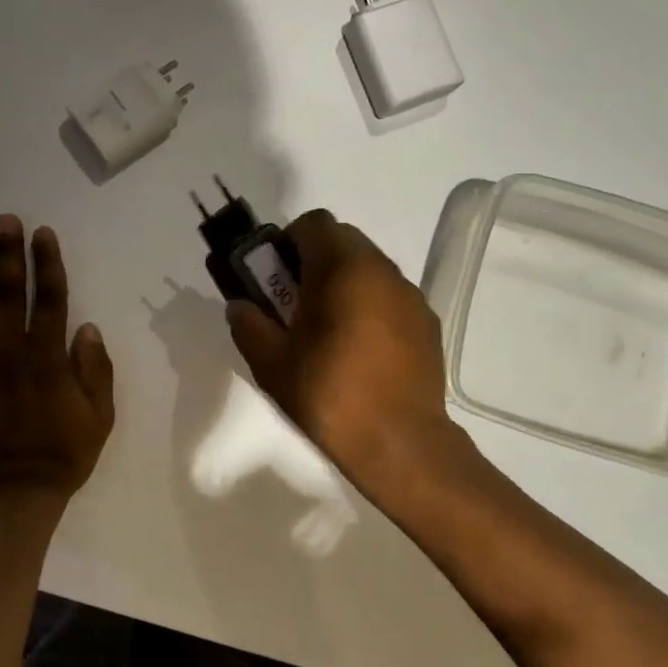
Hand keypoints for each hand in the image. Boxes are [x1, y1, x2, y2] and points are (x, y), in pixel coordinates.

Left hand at [0, 215, 114, 512]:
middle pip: (12, 295)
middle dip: (10, 255)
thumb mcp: (99, 418)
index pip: (51, 299)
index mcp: (51, 359)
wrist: (12, 498)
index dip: (48, 264)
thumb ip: (95, 371)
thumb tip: (86, 327)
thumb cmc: (63, 457)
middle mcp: (14, 354)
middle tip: (6, 221)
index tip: (43, 234)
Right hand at [226, 209, 457, 496]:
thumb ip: (249, 326)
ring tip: (329, 329)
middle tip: (296, 303)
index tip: (276, 277)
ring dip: (344, 282)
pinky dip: (370, 304)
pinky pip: (390, 295)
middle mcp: (381, 270)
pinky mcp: (427, 321)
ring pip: (369, 267)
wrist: (399, 443)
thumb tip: (240, 307)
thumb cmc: (329, 396)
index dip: (288, 241)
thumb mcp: (272, 365)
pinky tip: (362, 349)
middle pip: (343, 240)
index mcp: (342, 269)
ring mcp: (410, 295)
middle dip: (315, 260)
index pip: (313, 223)